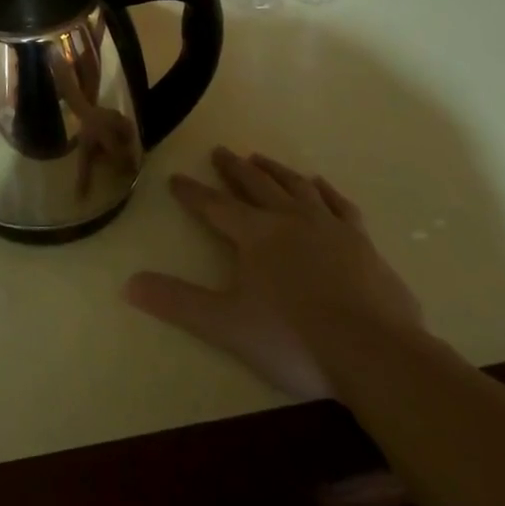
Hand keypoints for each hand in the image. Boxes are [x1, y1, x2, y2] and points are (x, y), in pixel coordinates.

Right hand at [125, 147, 425, 398]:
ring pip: (296, 187)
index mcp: (254, 234)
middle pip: (256, 185)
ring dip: (276, 171)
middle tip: (221, 150)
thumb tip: (128, 284)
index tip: (175, 179)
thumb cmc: (294, 339)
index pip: (214, 206)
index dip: (192, 192)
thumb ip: (178, 302)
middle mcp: (289, 220)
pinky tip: (320, 184)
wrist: (376, 355)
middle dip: (235, 169)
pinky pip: (339, 205)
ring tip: (261, 158)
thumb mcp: (225, 324)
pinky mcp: (363, 244)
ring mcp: (330, 228)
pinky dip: (326, 191)